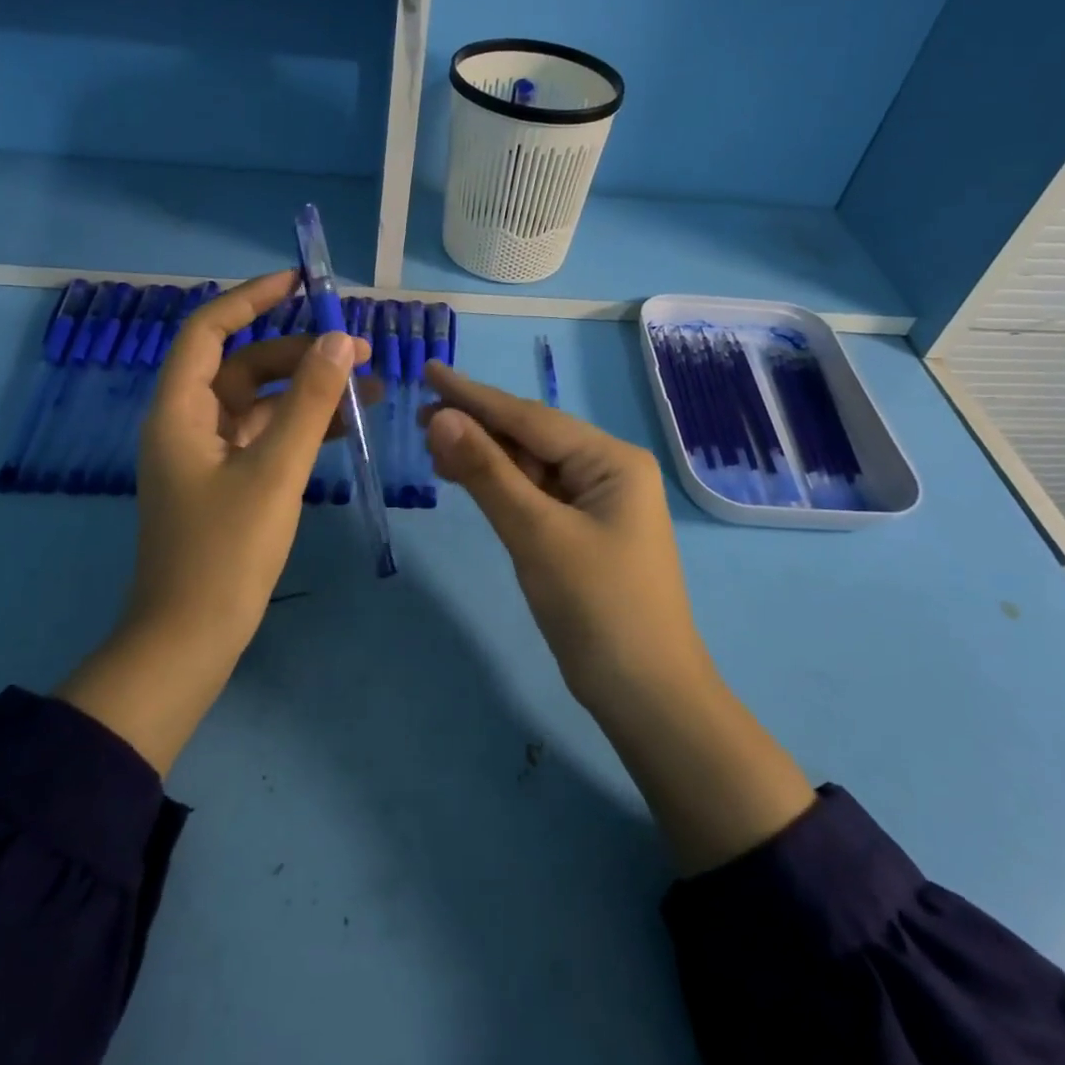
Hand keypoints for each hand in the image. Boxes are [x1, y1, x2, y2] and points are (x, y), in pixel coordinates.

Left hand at [58, 271, 371, 774]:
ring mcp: (208, 455)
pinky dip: (302, 426)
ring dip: (309, 391)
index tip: (300, 282)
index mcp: (180, 410)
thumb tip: (341, 342)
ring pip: (261, 403)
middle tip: (359, 351)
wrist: (190, 640)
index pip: (209, 330)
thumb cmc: (225, 552)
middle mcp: (189, 423)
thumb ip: (309, 404)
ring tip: (370, 387)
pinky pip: (267, 437)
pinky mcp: (227, 482)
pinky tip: (345, 425)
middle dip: (301, 352)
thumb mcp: (275, 471)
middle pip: (244, 365)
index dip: (251, 298)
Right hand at [420, 363, 813, 872]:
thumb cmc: (597, 608)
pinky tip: (466, 477)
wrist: (645, 694)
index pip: (531, 417)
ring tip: (432, 443)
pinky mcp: (582, 531)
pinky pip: (535, 494)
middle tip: (419, 415)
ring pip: (530, 466)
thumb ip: (488, 472)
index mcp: (611, 460)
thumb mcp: (536, 534)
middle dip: (477, 425)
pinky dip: (500, 485)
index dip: (475, 395)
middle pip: (531, 436)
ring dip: (485, 455)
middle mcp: (608, 470)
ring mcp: (596, 503)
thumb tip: (440, 417)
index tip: (430, 370)